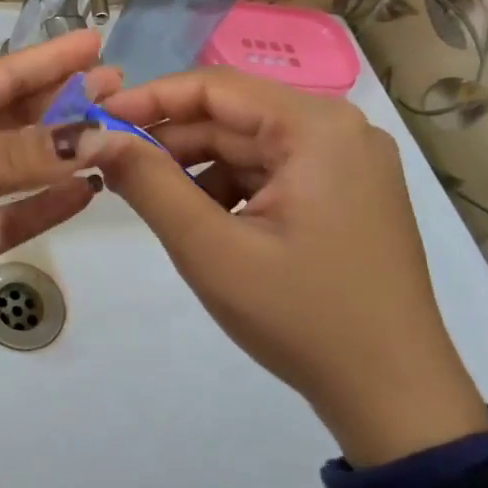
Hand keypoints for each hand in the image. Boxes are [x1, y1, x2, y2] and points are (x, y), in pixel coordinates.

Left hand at [0, 31, 116, 364]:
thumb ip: (3, 158)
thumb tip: (88, 135)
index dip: (45, 60)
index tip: (95, 42)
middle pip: (16, 118)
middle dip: (65, 101)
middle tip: (124, 89)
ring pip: (22, 166)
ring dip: (65, 150)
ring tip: (117, 132)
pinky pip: (14, 217)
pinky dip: (49, 205)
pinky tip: (88, 192)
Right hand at [93, 69, 487, 467]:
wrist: (395, 400)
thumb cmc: (301, 318)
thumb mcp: (210, 249)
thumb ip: (147, 182)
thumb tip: (92, 137)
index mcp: (316, 127)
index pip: (215, 86)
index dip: (149, 99)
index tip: (96, 119)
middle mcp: (338, 129)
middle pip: (232, 116)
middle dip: (169, 141)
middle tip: (111, 165)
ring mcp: (347, 161)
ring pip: (246, 145)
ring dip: (194, 167)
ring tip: (151, 200)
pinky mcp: (345, 192)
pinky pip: (269, 170)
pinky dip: (227, 188)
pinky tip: (202, 221)